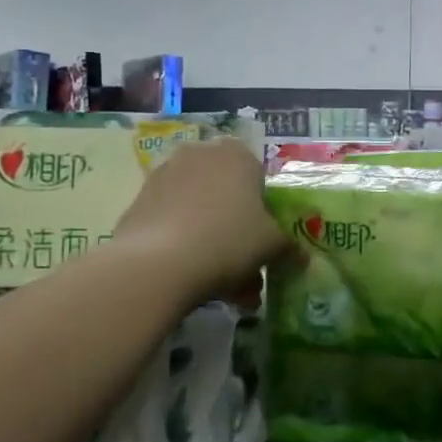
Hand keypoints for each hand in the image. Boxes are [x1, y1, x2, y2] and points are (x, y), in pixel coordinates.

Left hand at [115, 139, 287, 302]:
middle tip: (247, 268)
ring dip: (214, 243)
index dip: (264, 210)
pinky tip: (194, 279)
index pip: (259, 177)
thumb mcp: (273, 245)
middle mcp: (200, 155)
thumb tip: (301, 256)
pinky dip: (186, 245)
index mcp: (237, 154)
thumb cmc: (229, 240)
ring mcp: (165, 176)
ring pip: (201, 212)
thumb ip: (289, 246)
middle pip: (227, 195)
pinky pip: (174, 223)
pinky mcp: (139, 202)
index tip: (266, 239)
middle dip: (238, 231)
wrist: (158, 264)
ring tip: (223, 286)